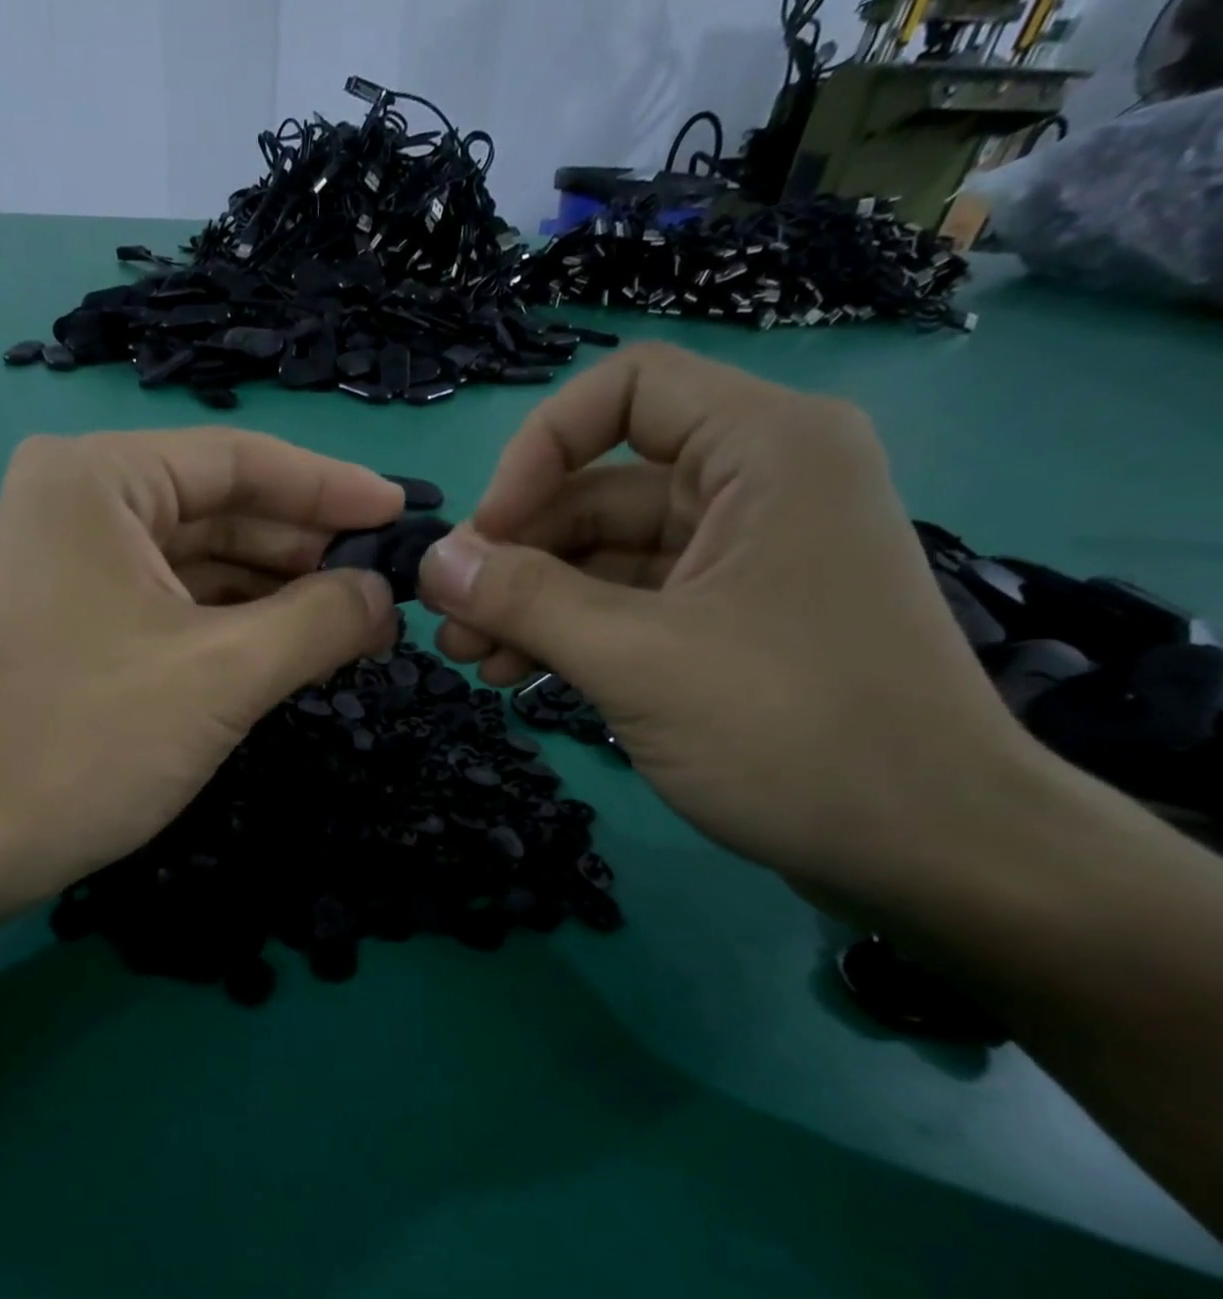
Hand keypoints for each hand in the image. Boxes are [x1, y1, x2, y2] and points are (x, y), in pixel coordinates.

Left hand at [0, 429, 402, 908]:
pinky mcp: (79, 621)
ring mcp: (75, 565)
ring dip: (278, 593)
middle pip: (223, 509)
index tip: (403, 514)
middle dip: (307, 550)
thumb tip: (386, 597)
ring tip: (356, 624)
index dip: (332, 488)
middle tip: (386, 589)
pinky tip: (292, 648)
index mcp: (99, 479)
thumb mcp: (224, 673)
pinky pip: (178, 604)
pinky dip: (237, 625)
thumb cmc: (88, 741)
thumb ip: (321, 620)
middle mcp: (80, 503)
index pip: (241, 462)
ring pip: (203, 562)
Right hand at [416, 342, 1024, 902]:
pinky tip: (515, 675)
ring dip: (529, 601)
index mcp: (763, 451)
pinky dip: (568, 633)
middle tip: (450, 620)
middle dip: (515, 554)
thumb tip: (430, 562)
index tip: (486, 535)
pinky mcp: (727, 622)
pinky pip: (626, 605)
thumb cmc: (791, 731)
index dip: (538, 451)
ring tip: (468, 657)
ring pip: (603, 555)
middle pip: (598, 487)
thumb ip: (525, 600)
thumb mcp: (636, 658)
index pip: (625, 391)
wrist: (927, 849)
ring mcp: (740, 560)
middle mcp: (755, 487)